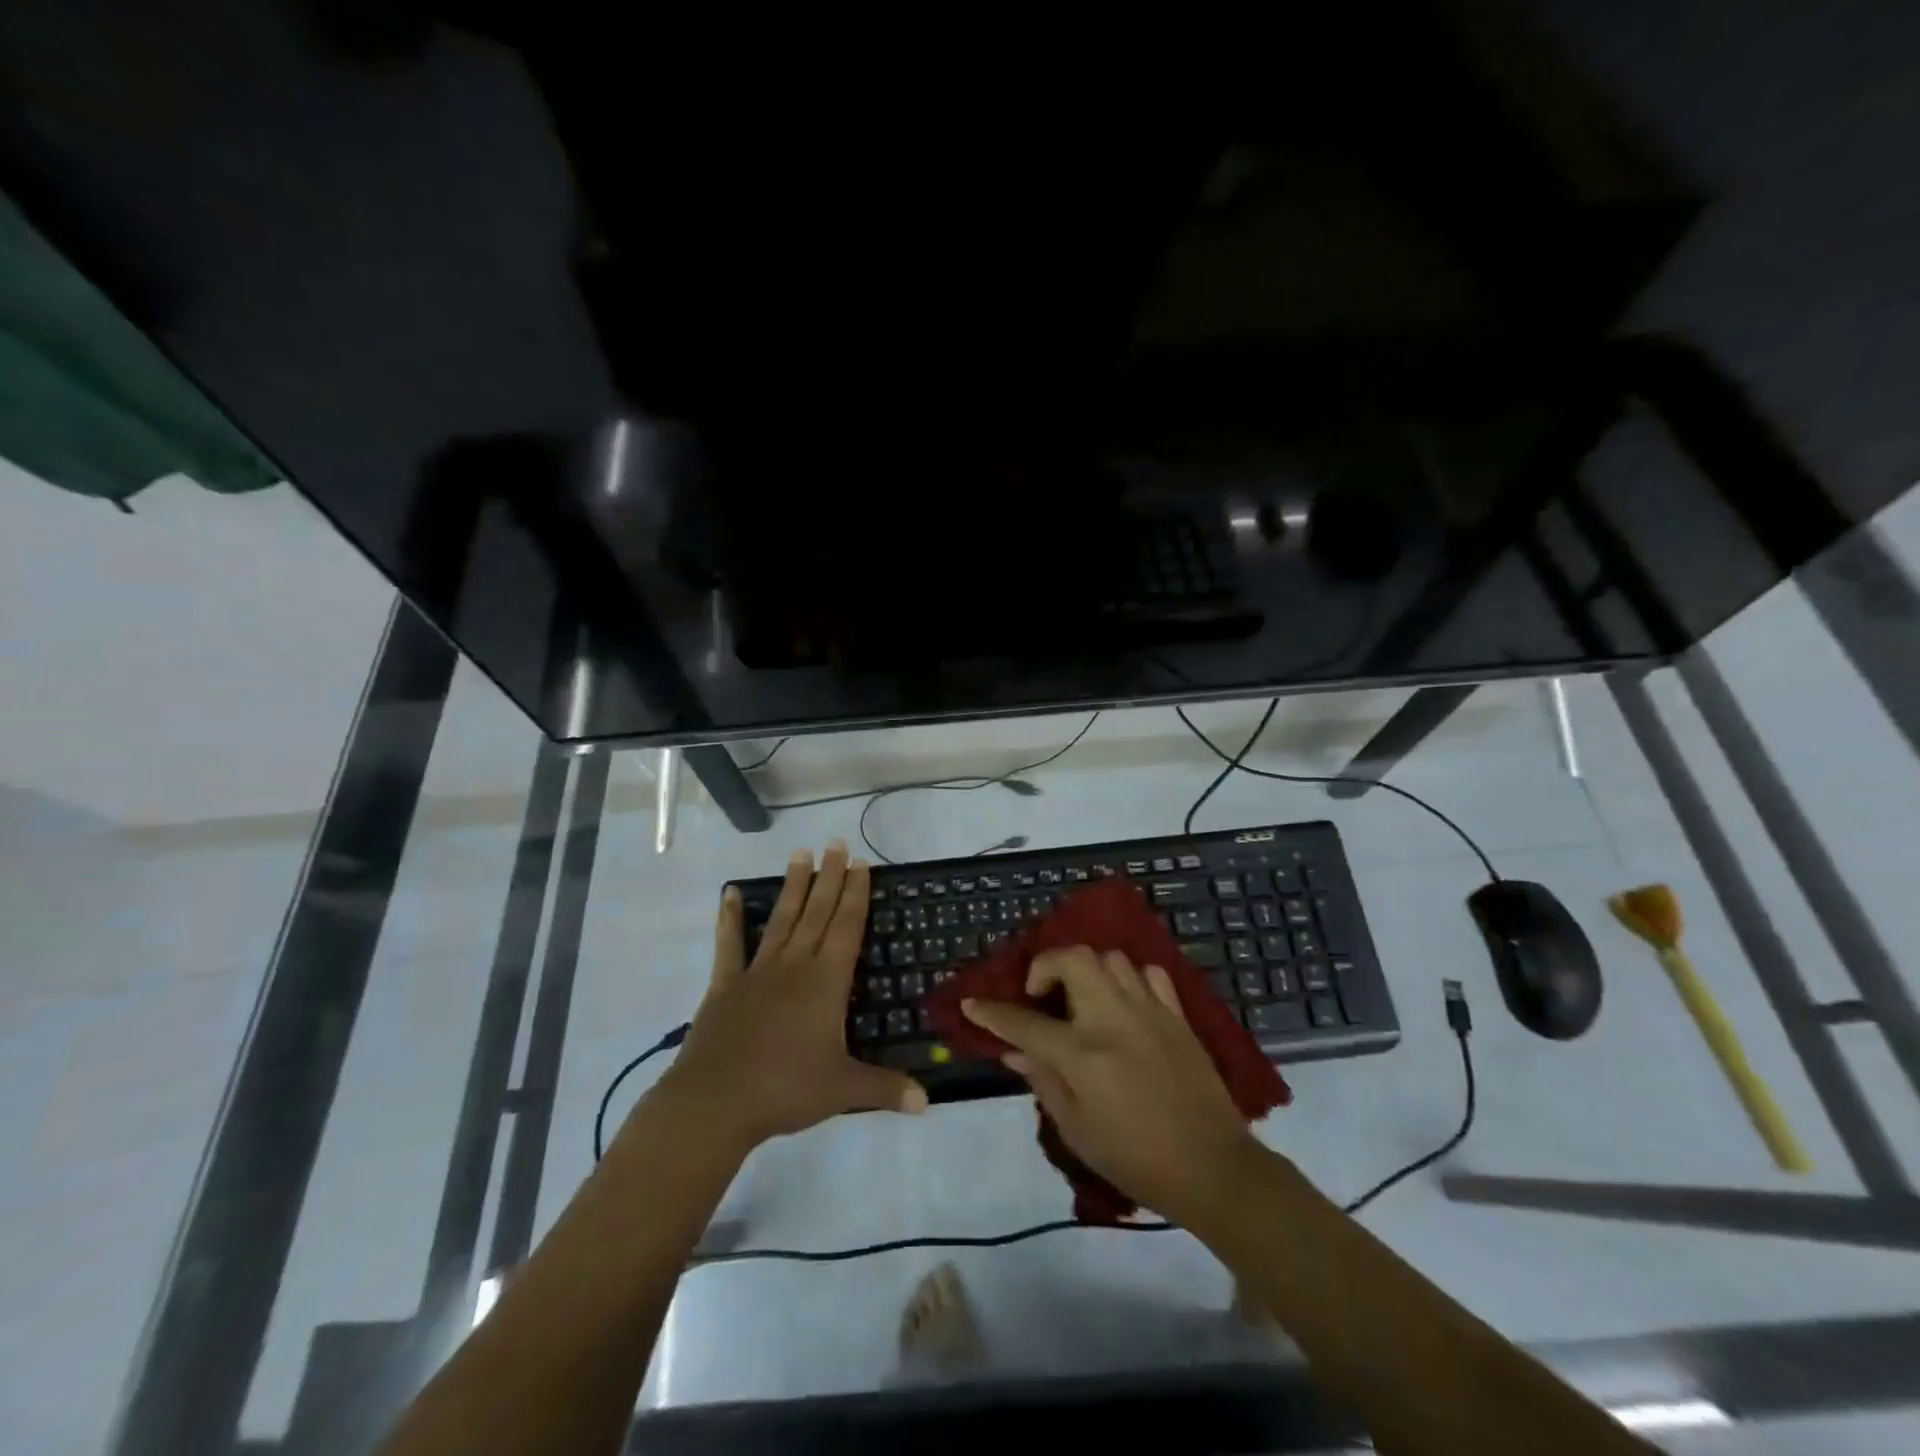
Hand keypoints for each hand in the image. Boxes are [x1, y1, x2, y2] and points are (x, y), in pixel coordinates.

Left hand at [652, 841, 927, 1155]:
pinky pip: (729, 944)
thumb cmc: (786, 1090)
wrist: (716, 1102)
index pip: (847, 927)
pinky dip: (728, 918)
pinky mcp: (726, 985)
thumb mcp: (844, 1090)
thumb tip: (927, 1102)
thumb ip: (885, 1088)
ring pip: (782, 919)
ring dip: (793, 886)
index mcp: (826, 982)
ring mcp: (758, 971)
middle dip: (830, 877)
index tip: (860, 863)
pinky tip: (728, 894)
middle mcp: (795, 965)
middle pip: (818, 912)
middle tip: (836, 843)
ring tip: (800, 854)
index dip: (856, 894)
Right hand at [961, 946, 1259, 1224]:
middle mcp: (1113, 1018)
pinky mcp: (1177, 1015)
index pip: (1024, 1022)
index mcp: (1082, 1053)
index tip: (972, 1003)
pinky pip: (1149, 974)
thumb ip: (1043, 1081)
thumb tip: (1014, 1051)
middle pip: (1073, 959)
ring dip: (1087, 970)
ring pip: (1110, 958)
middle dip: (1045, 966)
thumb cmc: (1136, 1159)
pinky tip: (1125, 1003)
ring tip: (1083, 999)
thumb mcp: (1077, 1130)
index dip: (991, 1012)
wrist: (1213, 1168)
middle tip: (1041, 995)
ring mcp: (1149, 1010)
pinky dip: (1129, 979)